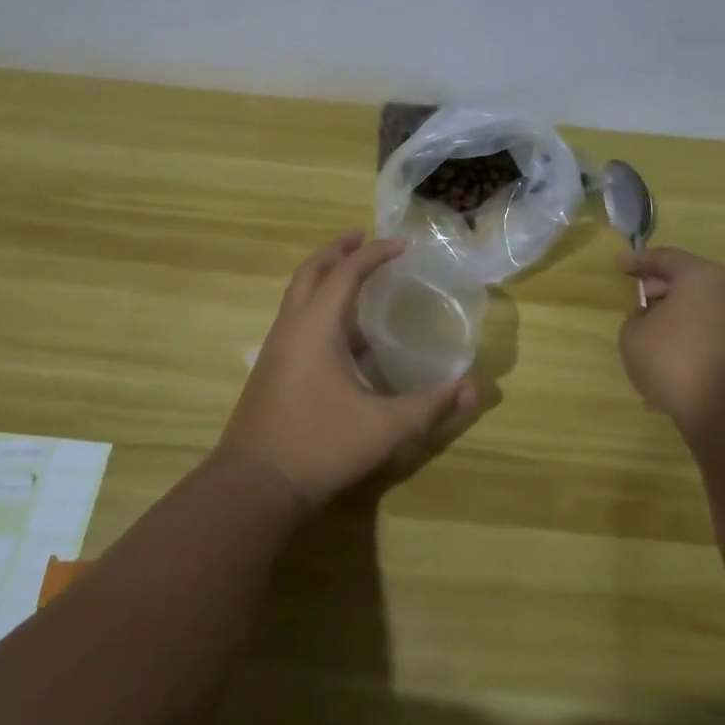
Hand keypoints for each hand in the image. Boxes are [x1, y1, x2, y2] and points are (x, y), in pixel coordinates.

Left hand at [221, 230, 477, 509]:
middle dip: (337, 251)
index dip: (375, 254)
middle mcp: (291, 328)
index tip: (401, 245)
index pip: (346, 273)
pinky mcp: (271, 371)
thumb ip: (430, 406)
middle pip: (310, 272)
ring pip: (297, 296)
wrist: (253, 487)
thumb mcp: (385, 428)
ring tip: (354, 278)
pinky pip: (295, 320)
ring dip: (324, 277)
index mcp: (316, 327)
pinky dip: (318, 307)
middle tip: (363, 237)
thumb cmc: (320, 447)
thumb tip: (472, 389)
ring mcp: (275, 349)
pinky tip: (343, 336)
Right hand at [617, 247, 724, 437]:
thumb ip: (636, 317)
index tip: (620, 264)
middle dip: (661, 286)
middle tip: (639, 295)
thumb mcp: (633, 335)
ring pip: (702, 306)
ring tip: (651, 330)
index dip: (639, 260)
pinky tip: (671, 355)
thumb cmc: (675, 361)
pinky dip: (691, 334)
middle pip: (689, 279)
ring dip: (677, 314)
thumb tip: (650, 317)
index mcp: (702, 275)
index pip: (666, 258)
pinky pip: (713, 330)